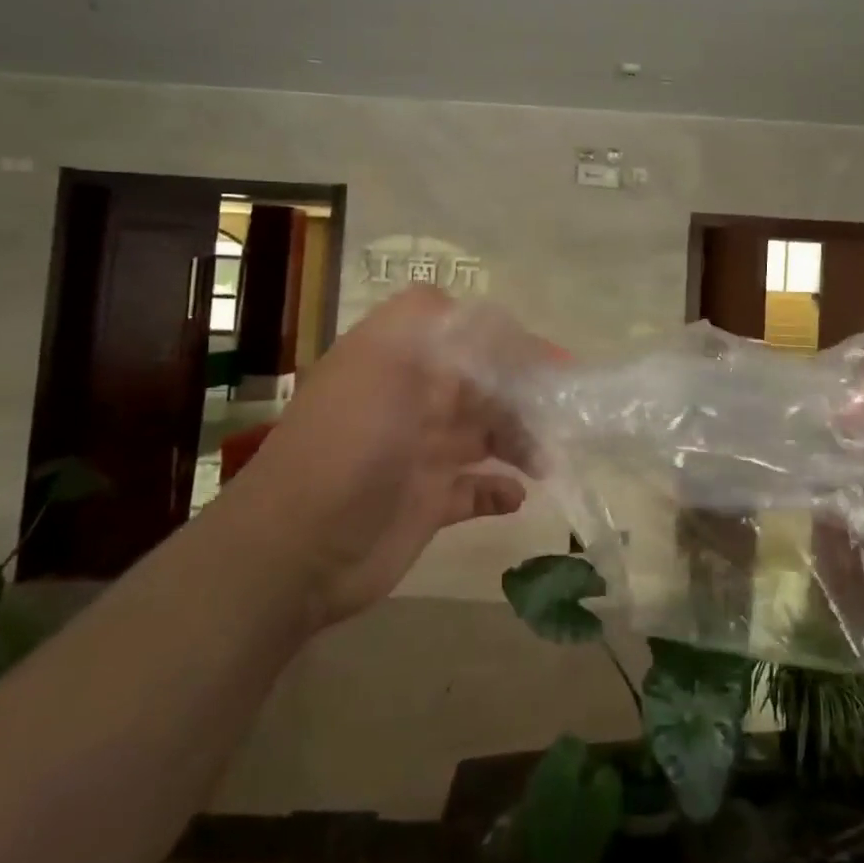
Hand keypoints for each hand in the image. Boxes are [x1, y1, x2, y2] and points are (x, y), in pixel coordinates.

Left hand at [239, 286, 552, 627]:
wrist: (298, 546)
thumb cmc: (350, 442)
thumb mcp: (382, 358)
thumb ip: (429, 321)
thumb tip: (484, 316)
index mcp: (400, 361)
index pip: (466, 336)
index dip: (508, 343)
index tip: (550, 361)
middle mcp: (413, 400)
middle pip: (484, 386)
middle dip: (524, 394)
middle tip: (565, 411)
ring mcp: (421, 452)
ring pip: (486, 434)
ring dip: (520, 440)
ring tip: (546, 458)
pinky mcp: (428, 501)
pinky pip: (476, 489)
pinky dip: (500, 489)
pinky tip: (516, 495)